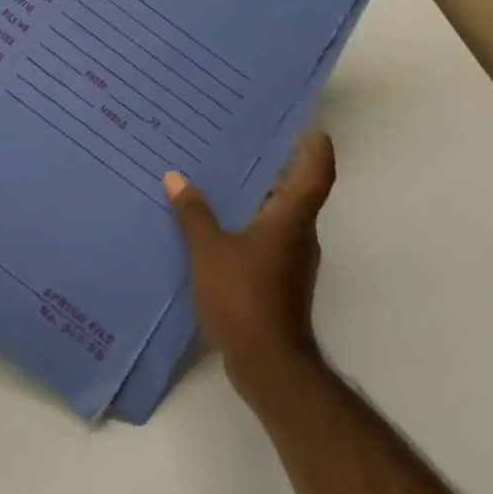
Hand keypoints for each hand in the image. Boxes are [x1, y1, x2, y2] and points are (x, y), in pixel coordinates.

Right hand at [165, 130, 334, 404]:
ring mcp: (291, 261)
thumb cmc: (245, 297)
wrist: (269, 366)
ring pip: (279, 216)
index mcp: (291, 219)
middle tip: (245, 140)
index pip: (315, 174)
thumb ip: (194, 213)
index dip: (316, 149)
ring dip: (258, 195)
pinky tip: (218, 221)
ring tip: (223, 175)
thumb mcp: (210, 250)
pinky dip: (248, 222)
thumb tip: (176, 177)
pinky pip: (266, 238)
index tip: (310, 128)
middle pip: (296, 192)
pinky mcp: (279, 281)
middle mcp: (299, 235)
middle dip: (276, 166)